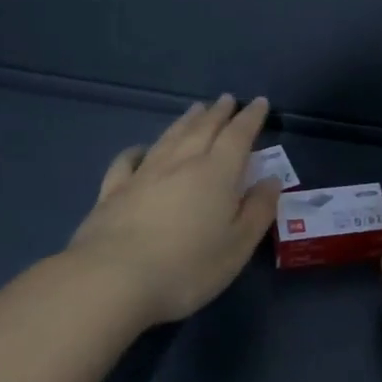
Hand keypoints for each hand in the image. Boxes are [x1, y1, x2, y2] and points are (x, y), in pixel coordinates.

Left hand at [59, 95, 280, 327]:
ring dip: (185, 121)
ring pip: (169, 138)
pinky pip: (126, 162)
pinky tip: (139, 150)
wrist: (111, 282)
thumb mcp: (238, 246)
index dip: (251, 117)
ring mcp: (143, 175)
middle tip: (227, 99)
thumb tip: (270, 180)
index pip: (238, 135)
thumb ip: (258, 210)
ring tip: (195, 109)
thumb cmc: (187, 267)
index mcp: (217, 173)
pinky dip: (136, 151)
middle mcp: (181, 163)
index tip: (259, 102)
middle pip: (203, 129)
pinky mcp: (112, 193)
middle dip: (218, 113)